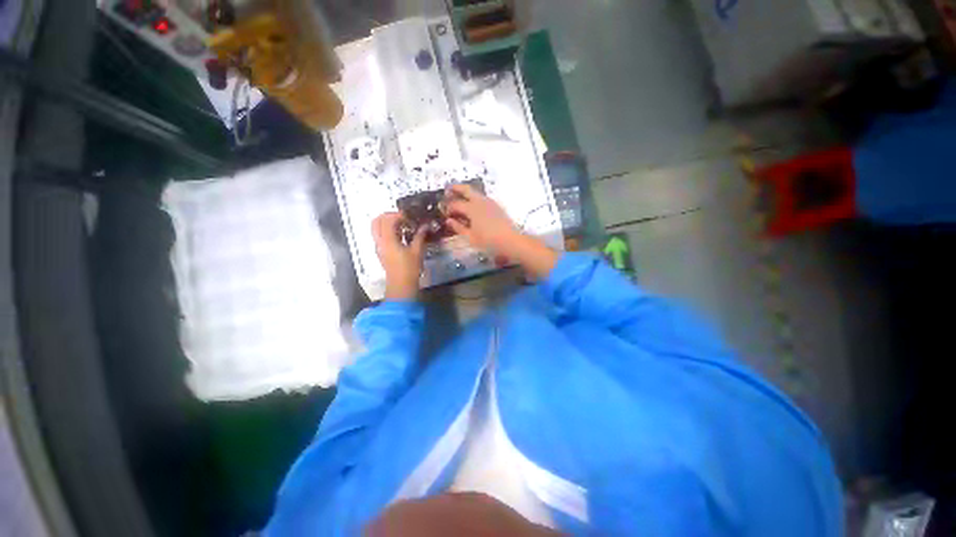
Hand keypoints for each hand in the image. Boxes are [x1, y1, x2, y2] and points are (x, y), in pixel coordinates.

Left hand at [372, 213, 426, 299]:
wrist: (401, 285)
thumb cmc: (410, 268)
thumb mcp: (417, 251)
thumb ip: (420, 236)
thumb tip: (425, 225)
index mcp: (387, 240)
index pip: (387, 220)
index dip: (398, 215)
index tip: (410, 216)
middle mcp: (379, 241)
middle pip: (376, 221)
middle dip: (388, 216)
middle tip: (402, 218)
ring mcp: (379, 247)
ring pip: (377, 228)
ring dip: (387, 223)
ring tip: (403, 226)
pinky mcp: (381, 252)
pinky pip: (380, 236)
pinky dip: (388, 231)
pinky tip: (402, 235)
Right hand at [443, 184, 521, 255]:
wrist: (511, 241)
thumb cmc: (489, 241)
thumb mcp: (471, 237)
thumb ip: (459, 227)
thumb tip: (449, 221)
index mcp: (471, 209)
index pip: (455, 204)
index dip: (448, 207)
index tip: (443, 212)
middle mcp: (480, 201)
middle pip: (466, 189)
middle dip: (456, 188)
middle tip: (447, 190)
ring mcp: (490, 202)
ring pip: (475, 192)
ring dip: (466, 192)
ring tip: (459, 197)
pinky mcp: (496, 206)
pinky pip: (482, 198)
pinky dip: (474, 198)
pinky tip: (473, 206)